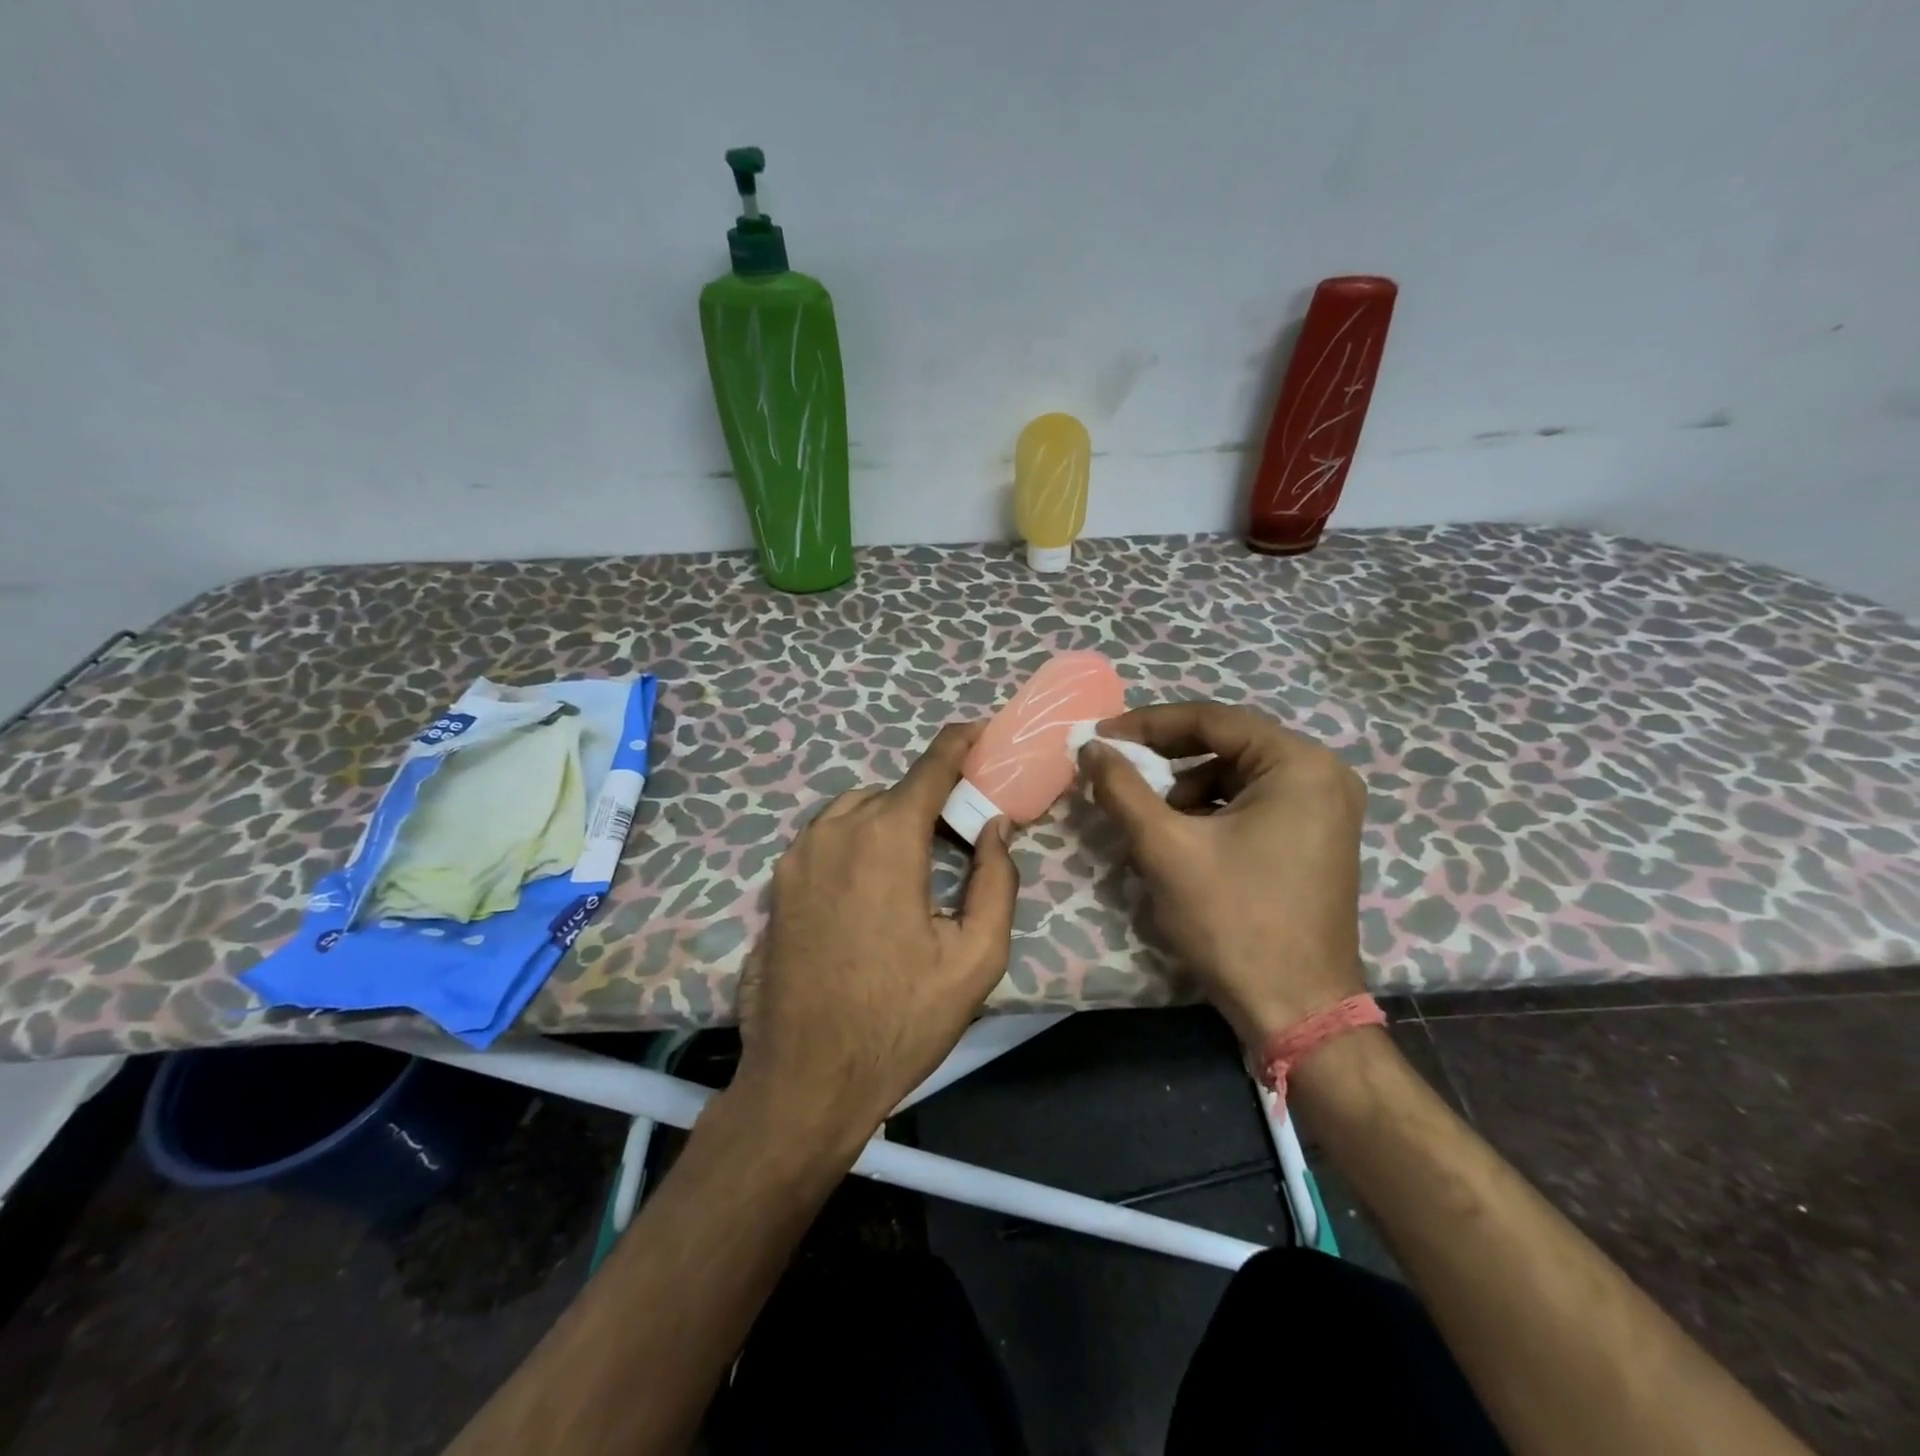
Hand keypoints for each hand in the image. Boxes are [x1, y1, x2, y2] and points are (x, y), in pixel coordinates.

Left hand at [734, 722, 1020, 1145]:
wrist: (807, 1078)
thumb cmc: (900, 1021)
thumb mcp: (976, 958)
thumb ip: (996, 881)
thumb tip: (995, 827)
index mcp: (887, 839)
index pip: (930, 767)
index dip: (959, 743)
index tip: (979, 732)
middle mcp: (836, 830)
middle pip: (895, 791)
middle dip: (930, 801)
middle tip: (959, 836)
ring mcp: (798, 854)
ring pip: (856, 810)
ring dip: (890, 820)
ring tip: (916, 865)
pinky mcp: (778, 882)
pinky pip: (827, 837)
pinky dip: (857, 840)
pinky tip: (872, 887)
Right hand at [1078, 702, 1366, 1046]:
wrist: (1296, 1011)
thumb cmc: (1234, 921)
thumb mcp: (1165, 848)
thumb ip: (1122, 788)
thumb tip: (1090, 746)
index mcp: (1299, 764)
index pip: (1212, 719)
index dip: (1148, 724)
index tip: (1100, 735)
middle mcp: (1322, 775)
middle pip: (1227, 745)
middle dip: (1165, 758)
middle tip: (1116, 768)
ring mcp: (1325, 809)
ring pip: (1236, 776)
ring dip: (1185, 790)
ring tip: (1148, 821)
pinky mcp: (1316, 839)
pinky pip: (1252, 804)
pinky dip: (1210, 813)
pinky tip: (1181, 842)